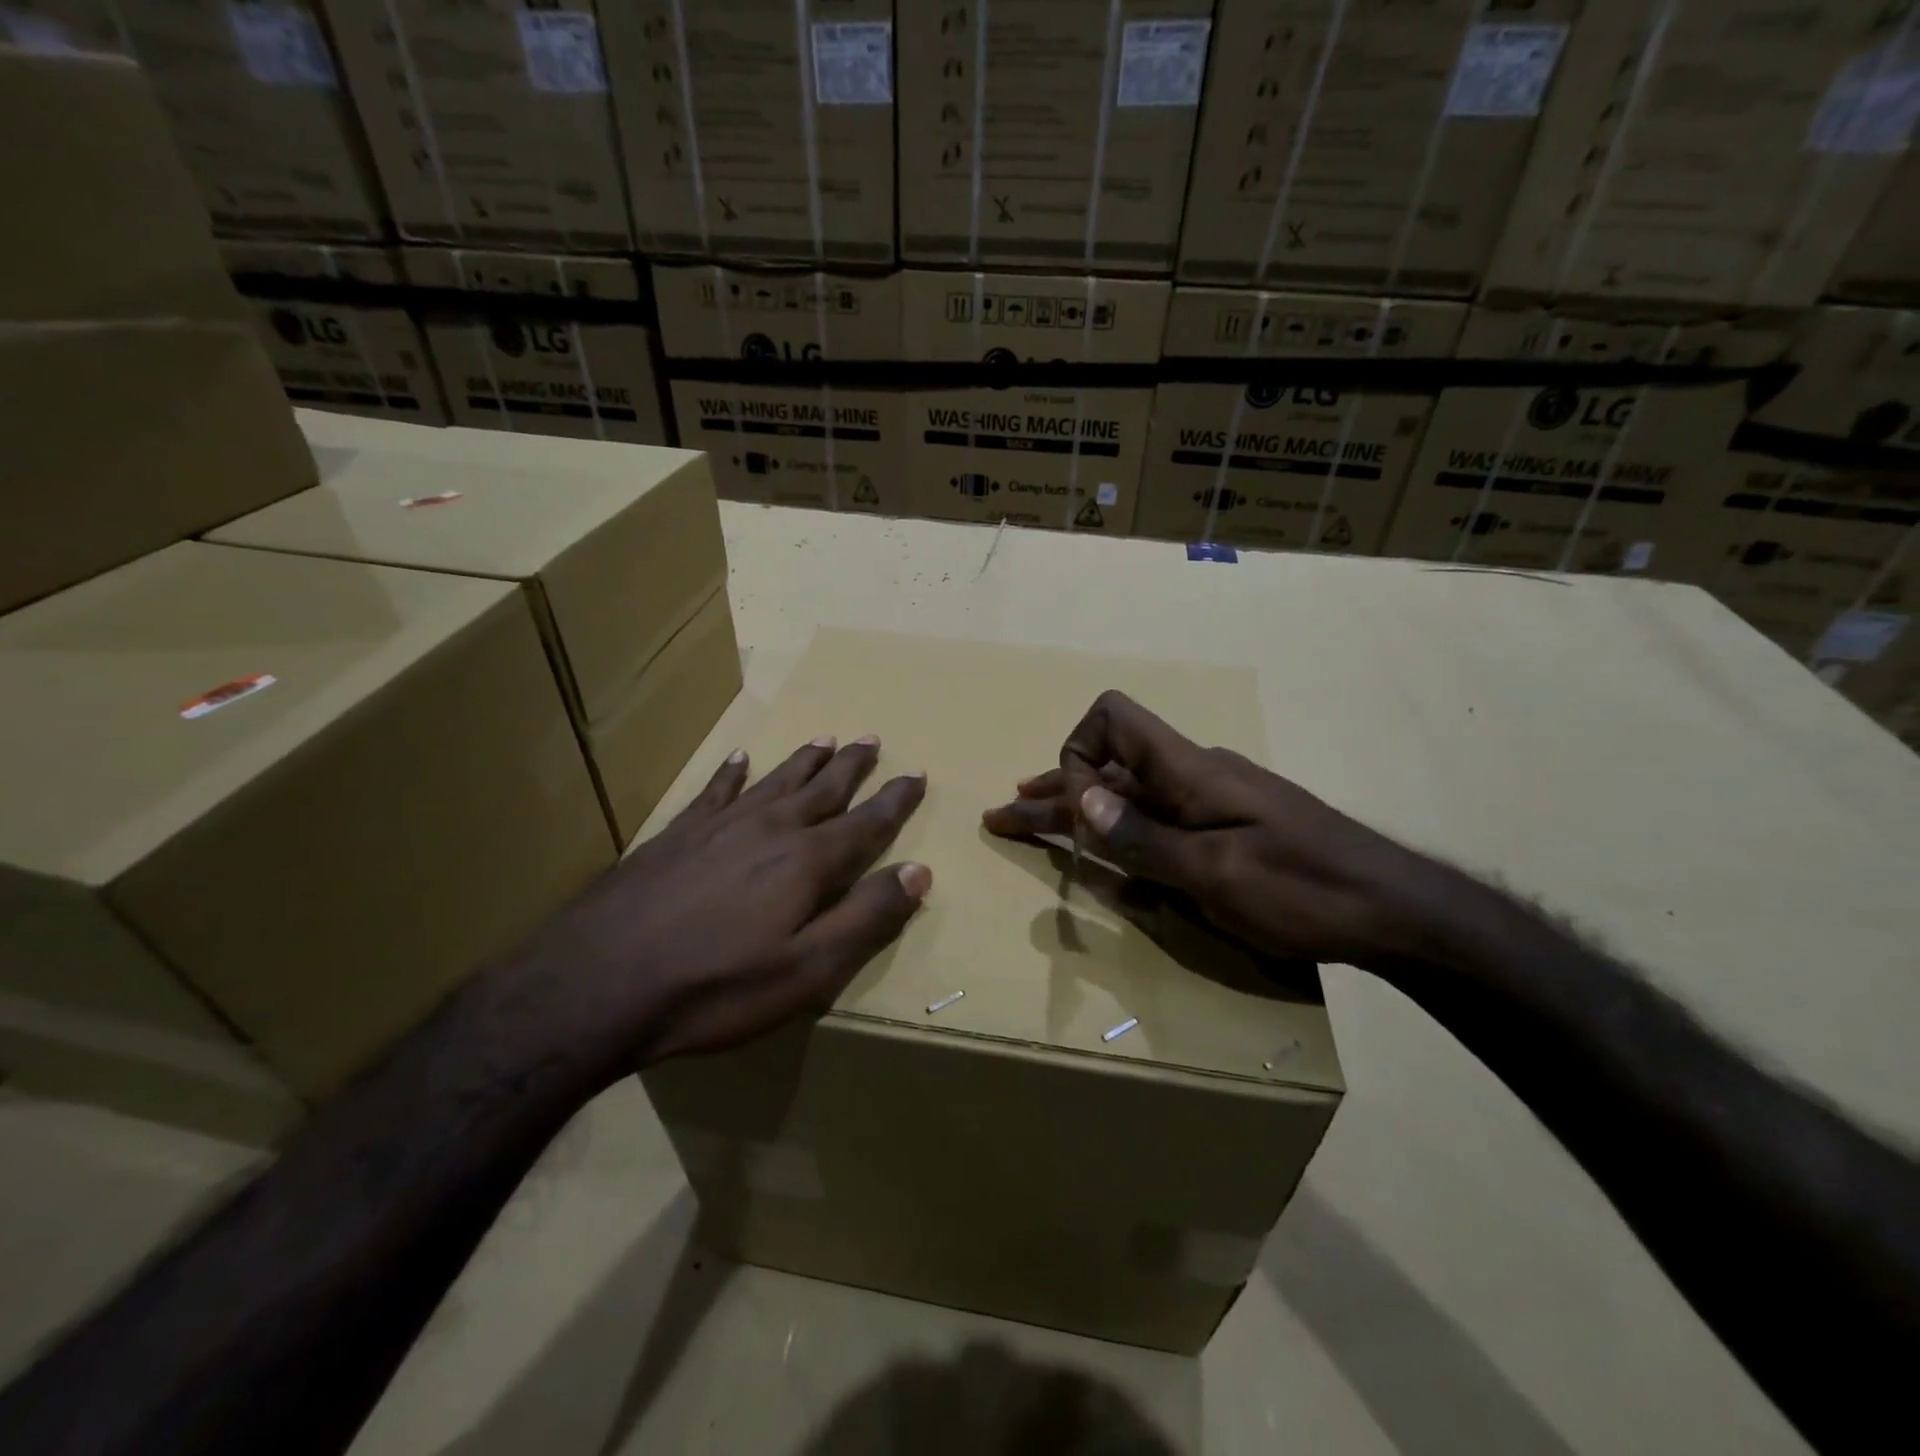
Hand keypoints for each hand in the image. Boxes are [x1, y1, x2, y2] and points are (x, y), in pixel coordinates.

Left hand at [523, 736, 929, 1074]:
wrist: (597, 982)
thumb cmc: (714, 987)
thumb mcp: (806, 972)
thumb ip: (866, 919)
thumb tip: (919, 872)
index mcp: (806, 863)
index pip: (866, 822)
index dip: (895, 799)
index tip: (916, 773)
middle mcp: (769, 830)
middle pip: (822, 788)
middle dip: (852, 766)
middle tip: (872, 739)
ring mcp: (719, 827)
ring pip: (775, 781)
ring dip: (805, 761)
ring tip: (826, 739)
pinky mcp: (677, 834)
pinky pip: (715, 791)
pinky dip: (732, 772)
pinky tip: (739, 758)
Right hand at [983, 691, 1439, 968]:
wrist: (1397, 911)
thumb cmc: (1306, 889)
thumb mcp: (1217, 873)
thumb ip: (1144, 838)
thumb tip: (1080, 799)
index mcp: (1188, 770)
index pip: (1111, 719)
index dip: (1077, 755)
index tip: (1076, 811)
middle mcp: (1192, 776)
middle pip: (1109, 766)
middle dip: (1053, 789)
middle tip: (1006, 813)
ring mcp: (1211, 805)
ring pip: (1129, 798)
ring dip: (1079, 812)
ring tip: (1034, 823)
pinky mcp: (1225, 832)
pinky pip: (1157, 824)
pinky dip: (1118, 835)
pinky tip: (1101, 858)